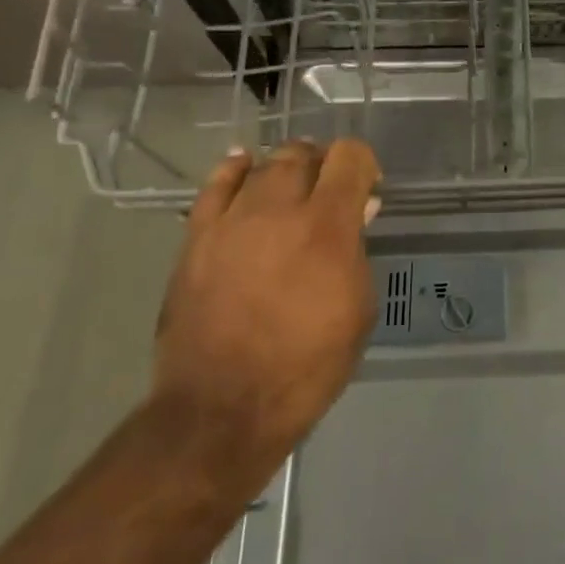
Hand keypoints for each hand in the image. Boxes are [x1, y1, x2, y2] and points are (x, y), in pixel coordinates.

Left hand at [153, 140, 381, 464]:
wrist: (222, 408)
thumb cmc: (307, 366)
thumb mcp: (357, 309)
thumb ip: (357, 250)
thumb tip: (357, 212)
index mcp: (326, 227)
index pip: (349, 157)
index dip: (364, 163)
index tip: (368, 186)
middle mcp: (278, 210)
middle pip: (303, 155)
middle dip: (323, 165)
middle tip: (329, 191)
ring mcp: (231, 221)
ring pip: (263, 166)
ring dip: (285, 170)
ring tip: (292, 187)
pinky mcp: (196, 237)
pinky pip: (215, 185)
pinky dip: (235, 169)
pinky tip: (244, 166)